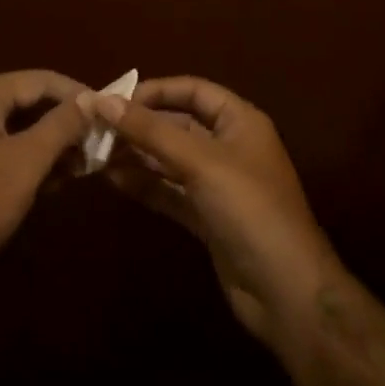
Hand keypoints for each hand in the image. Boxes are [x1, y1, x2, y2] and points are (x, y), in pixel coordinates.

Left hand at [0, 70, 89, 312]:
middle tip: (94, 140)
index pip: (38, 79)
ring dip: (45, 141)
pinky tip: (49, 179)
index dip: (75, 92)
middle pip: (23, 99)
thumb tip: (91, 98)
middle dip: (61, 120)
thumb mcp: (27, 162)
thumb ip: (61, 125)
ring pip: (10, 125)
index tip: (106, 109)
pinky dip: (23, 155)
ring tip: (79, 163)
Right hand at [97, 77, 341, 345]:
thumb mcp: (200, 162)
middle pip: (178, 125)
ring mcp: (219, 185)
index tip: (116, 99)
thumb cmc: (249, 209)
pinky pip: (171, 191)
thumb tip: (102, 101)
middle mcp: (229, 147)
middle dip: (140, 125)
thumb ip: (151, 131)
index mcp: (239, 121)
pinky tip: (113, 180)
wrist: (287, 294)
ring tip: (96, 152)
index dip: (156, 91)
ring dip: (137, 155)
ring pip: (171, 160)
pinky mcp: (208, 218)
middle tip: (97, 127)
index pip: (193, 91)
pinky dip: (145, 185)